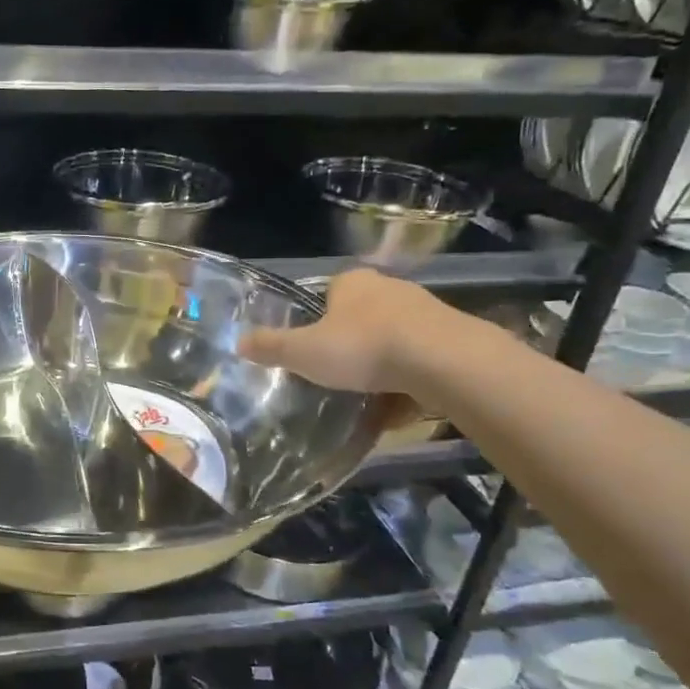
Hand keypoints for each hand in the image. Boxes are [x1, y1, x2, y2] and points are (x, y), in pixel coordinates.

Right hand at [239, 268, 443, 394]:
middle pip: (361, 316)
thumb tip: (238, 342)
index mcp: (352, 283)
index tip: (313, 348)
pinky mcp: (452, 336)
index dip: (318, 319)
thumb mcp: (304, 352)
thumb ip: (271, 347)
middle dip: (350, 342)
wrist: (445, 362)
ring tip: (368, 395)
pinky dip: (408, 379)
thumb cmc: (364, 348)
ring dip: (382, 362)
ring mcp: (425, 310)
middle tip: (336, 373)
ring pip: (393, 338)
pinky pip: (420, 359)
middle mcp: (390, 288)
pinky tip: (400, 405)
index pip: (328, 293)